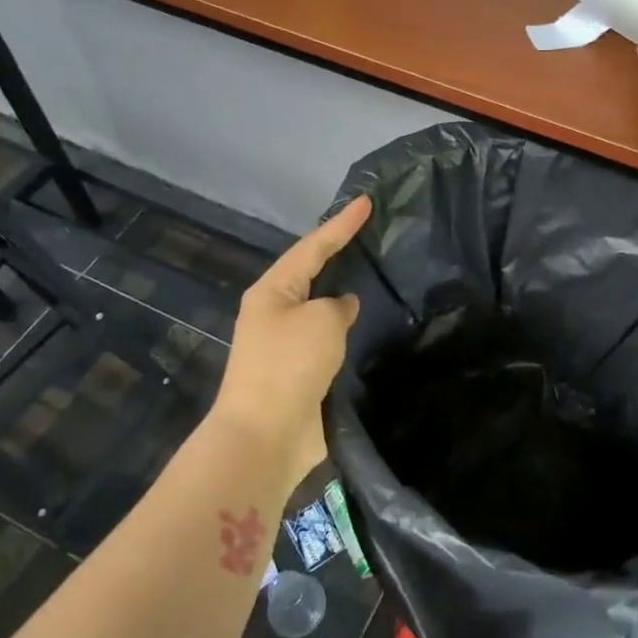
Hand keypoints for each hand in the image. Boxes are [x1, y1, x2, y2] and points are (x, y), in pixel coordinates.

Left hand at [209, 195, 369, 483]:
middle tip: (369, 233)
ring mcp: (284, 344)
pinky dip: (345, 329)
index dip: (342, 223)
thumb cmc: (289, 366)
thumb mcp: (321, 321)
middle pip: (311, 272)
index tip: (367, 201)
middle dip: (338, 252)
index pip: (313, 246)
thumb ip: (338, 306)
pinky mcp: (297, 373)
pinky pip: (326, 339)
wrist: (264, 436)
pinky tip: (367, 325)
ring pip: (319, 307)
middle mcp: (275, 312)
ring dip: (342, 293)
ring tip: (373, 274)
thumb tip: (342, 307)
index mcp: (272, 290)